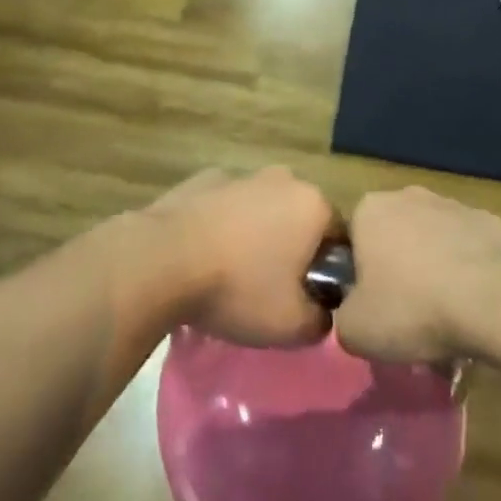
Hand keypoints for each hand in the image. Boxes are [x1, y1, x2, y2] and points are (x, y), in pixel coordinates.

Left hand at [138, 168, 336, 346]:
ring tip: (233, 273)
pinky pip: (225, 205)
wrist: (161, 261)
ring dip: (256, 233)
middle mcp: (282, 179)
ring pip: (261, 208)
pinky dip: (222, 224)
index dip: (329, 269)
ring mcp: (240, 174)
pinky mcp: (202, 179)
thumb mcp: (292, 326)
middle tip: (272, 286)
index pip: (339, 237)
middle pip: (300, 217)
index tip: (310, 296)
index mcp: (313, 205)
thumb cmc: (238, 289)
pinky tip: (204, 253)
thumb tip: (321, 312)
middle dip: (293, 247)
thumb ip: (322, 320)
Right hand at [334, 187, 500, 363]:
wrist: (495, 301)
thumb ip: (342, 318)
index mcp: (369, 210)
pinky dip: (469, 271)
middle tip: (407, 314)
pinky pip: (468, 249)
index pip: (352, 240)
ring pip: (432, 241)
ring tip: (446, 316)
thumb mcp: (355, 330)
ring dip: (434, 269)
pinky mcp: (490, 221)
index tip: (371, 307)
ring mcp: (452, 205)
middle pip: (393, 237)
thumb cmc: (414, 308)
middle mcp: (408, 196)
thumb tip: (354, 315)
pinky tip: (476, 304)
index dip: (358, 276)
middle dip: (398, 269)